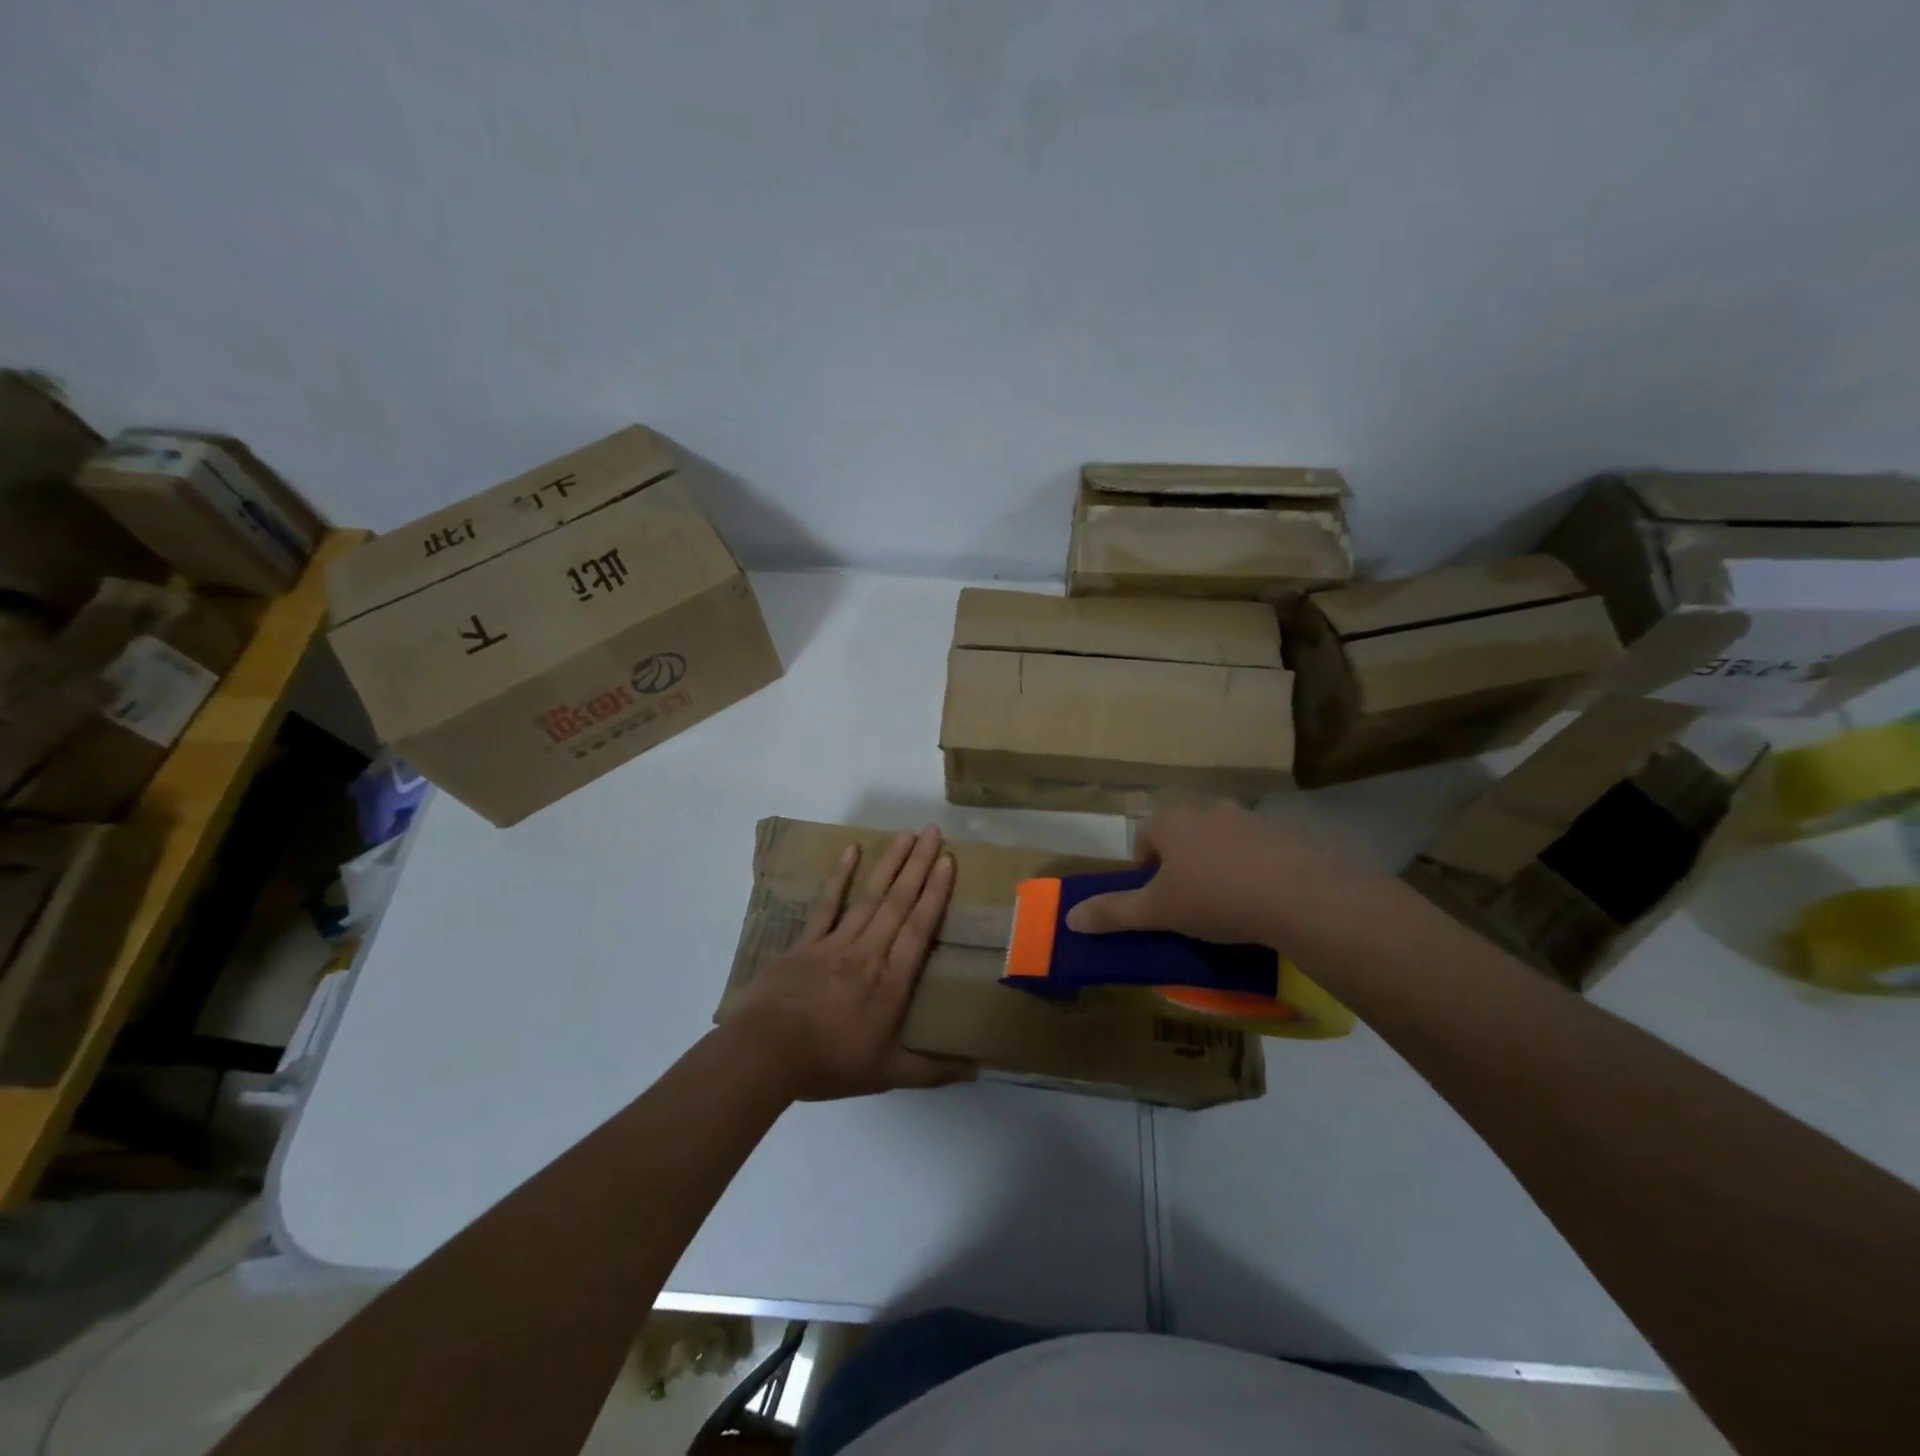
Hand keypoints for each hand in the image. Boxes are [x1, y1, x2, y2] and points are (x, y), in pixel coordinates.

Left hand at [734, 826, 974, 1100]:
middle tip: (934, 832)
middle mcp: (868, 952)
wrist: (765, 1054)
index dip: (935, 893)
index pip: (919, 928)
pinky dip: (841, 876)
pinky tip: (851, 850)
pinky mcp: (806, 942)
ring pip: (870, 896)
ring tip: (906, 833)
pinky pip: (828, 903)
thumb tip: (975, 1071)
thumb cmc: (829, 1063)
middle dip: (918, 865)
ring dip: (890, 863)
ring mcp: (835, 942)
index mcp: (891, 982)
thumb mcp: (885, 1074)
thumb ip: (930, 1070)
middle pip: (898, 902)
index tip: (947, 862)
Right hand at [1064, 803, 1364, 946]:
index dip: (1145, 869)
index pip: (1145, 837)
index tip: (1159, 900)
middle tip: (1191, 902)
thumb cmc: (1215, 899)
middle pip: (1182, 836)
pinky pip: (1258, 849)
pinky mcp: (1284, 833)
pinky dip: (1254, 868)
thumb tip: (1070, 918)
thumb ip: (1114, 913)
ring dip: (1218, 864)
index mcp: (1172, 823)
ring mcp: (1249, 819)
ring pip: (1220, 840)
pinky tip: (1263, 898)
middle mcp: (1207, 810)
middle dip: (1182, 865)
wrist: (1299, 896)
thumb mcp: (1158, 912)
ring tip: (1230, 903)